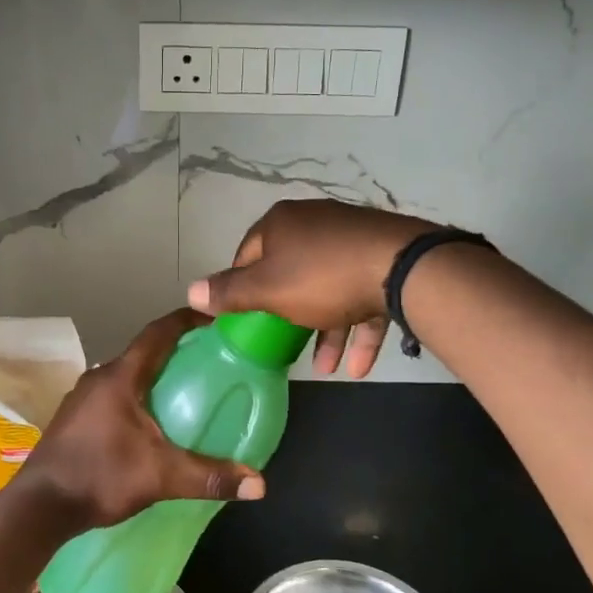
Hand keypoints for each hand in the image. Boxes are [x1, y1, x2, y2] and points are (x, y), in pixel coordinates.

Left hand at [22, 308, 264, 529]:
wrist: (38, 508)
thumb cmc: (100, 477)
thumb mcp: (161, 477)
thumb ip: (210, 476)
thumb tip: (260, 484)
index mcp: (120, 377)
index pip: (158, 333)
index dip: (186, 320)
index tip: (214, 318)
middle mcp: (99, 378)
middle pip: (143, 353)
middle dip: (176, 351)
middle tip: (210, 359)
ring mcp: (82, 398)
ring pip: (127, 375)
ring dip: (154, 375)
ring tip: (185, 389)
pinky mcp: (74, 418)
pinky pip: (114, 394)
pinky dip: (137, 396)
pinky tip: (150, 422)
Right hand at [187, 199, 438, 377]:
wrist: (402, 268)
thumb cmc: (322, 277)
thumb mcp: (267, 290)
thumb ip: (229, 293)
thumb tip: (189, 291)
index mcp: (282, 224)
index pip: (248, 254)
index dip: (242, 288)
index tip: (245, 320)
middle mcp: (315, 224)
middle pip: (290, 273)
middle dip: (288, 315)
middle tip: (283, 344)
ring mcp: (352, 240)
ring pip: (329, 289)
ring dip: (326, 331)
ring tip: (326, 369)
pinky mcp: (383, 259)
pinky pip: (362, 296)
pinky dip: (357, 328)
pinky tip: (357, 368)